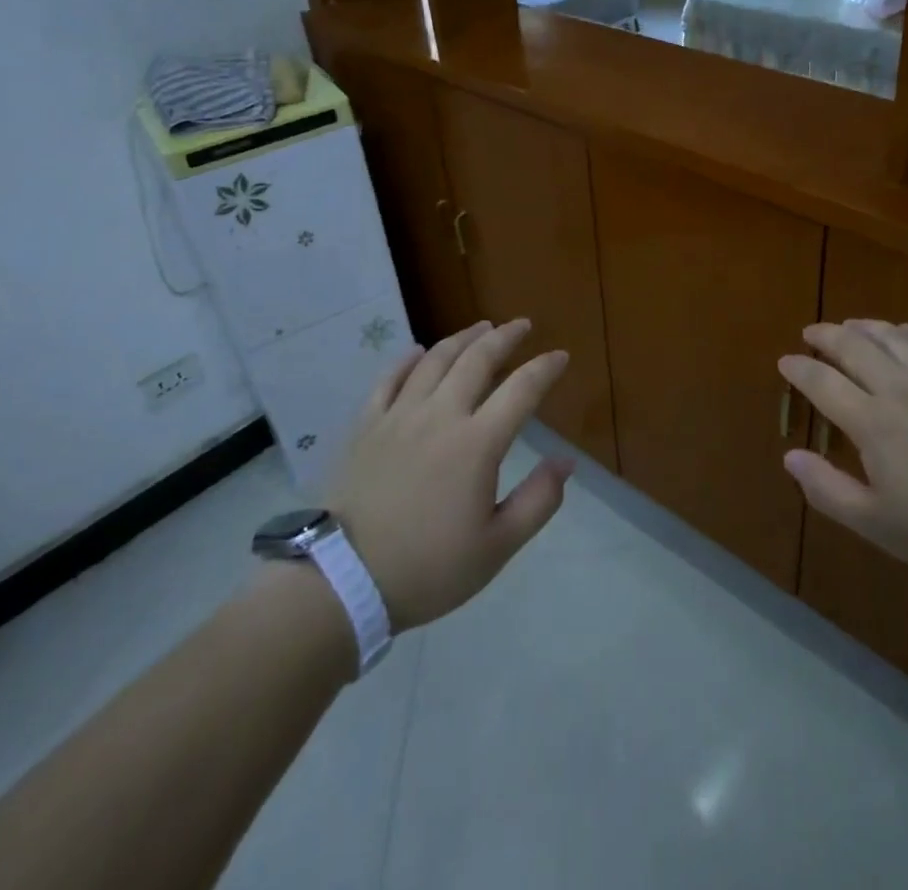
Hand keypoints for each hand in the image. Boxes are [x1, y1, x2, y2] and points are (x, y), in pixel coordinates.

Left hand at [327, 319, 573, 631]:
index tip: (561, 356)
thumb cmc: (427, 568)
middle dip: (504, 337)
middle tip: (522, 325)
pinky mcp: (366, 426)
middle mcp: (440, 416)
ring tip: (481, 326)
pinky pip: (389, 379)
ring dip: (462, 338)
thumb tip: (566, 461)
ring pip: (435, 360)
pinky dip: (407, 359)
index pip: (521, 390)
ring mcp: (399, 416)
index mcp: (477, 443)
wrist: (341, 581)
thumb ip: (538, 501)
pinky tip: (418, 350)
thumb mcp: (496, 547)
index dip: (545, 368)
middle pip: (477, 360)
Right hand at [778, 320, 907, 585]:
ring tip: (850, 326)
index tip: (785, 361)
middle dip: (826, 336)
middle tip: (811, 333)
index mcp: (874, 422)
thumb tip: (790, 456)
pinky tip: (906, 332)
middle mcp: (902, 388)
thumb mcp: (879, 525)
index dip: (799, 369)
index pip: (823, 383)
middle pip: (854, 347)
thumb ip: (828, 489)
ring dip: (865, 326)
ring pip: (893, 335)